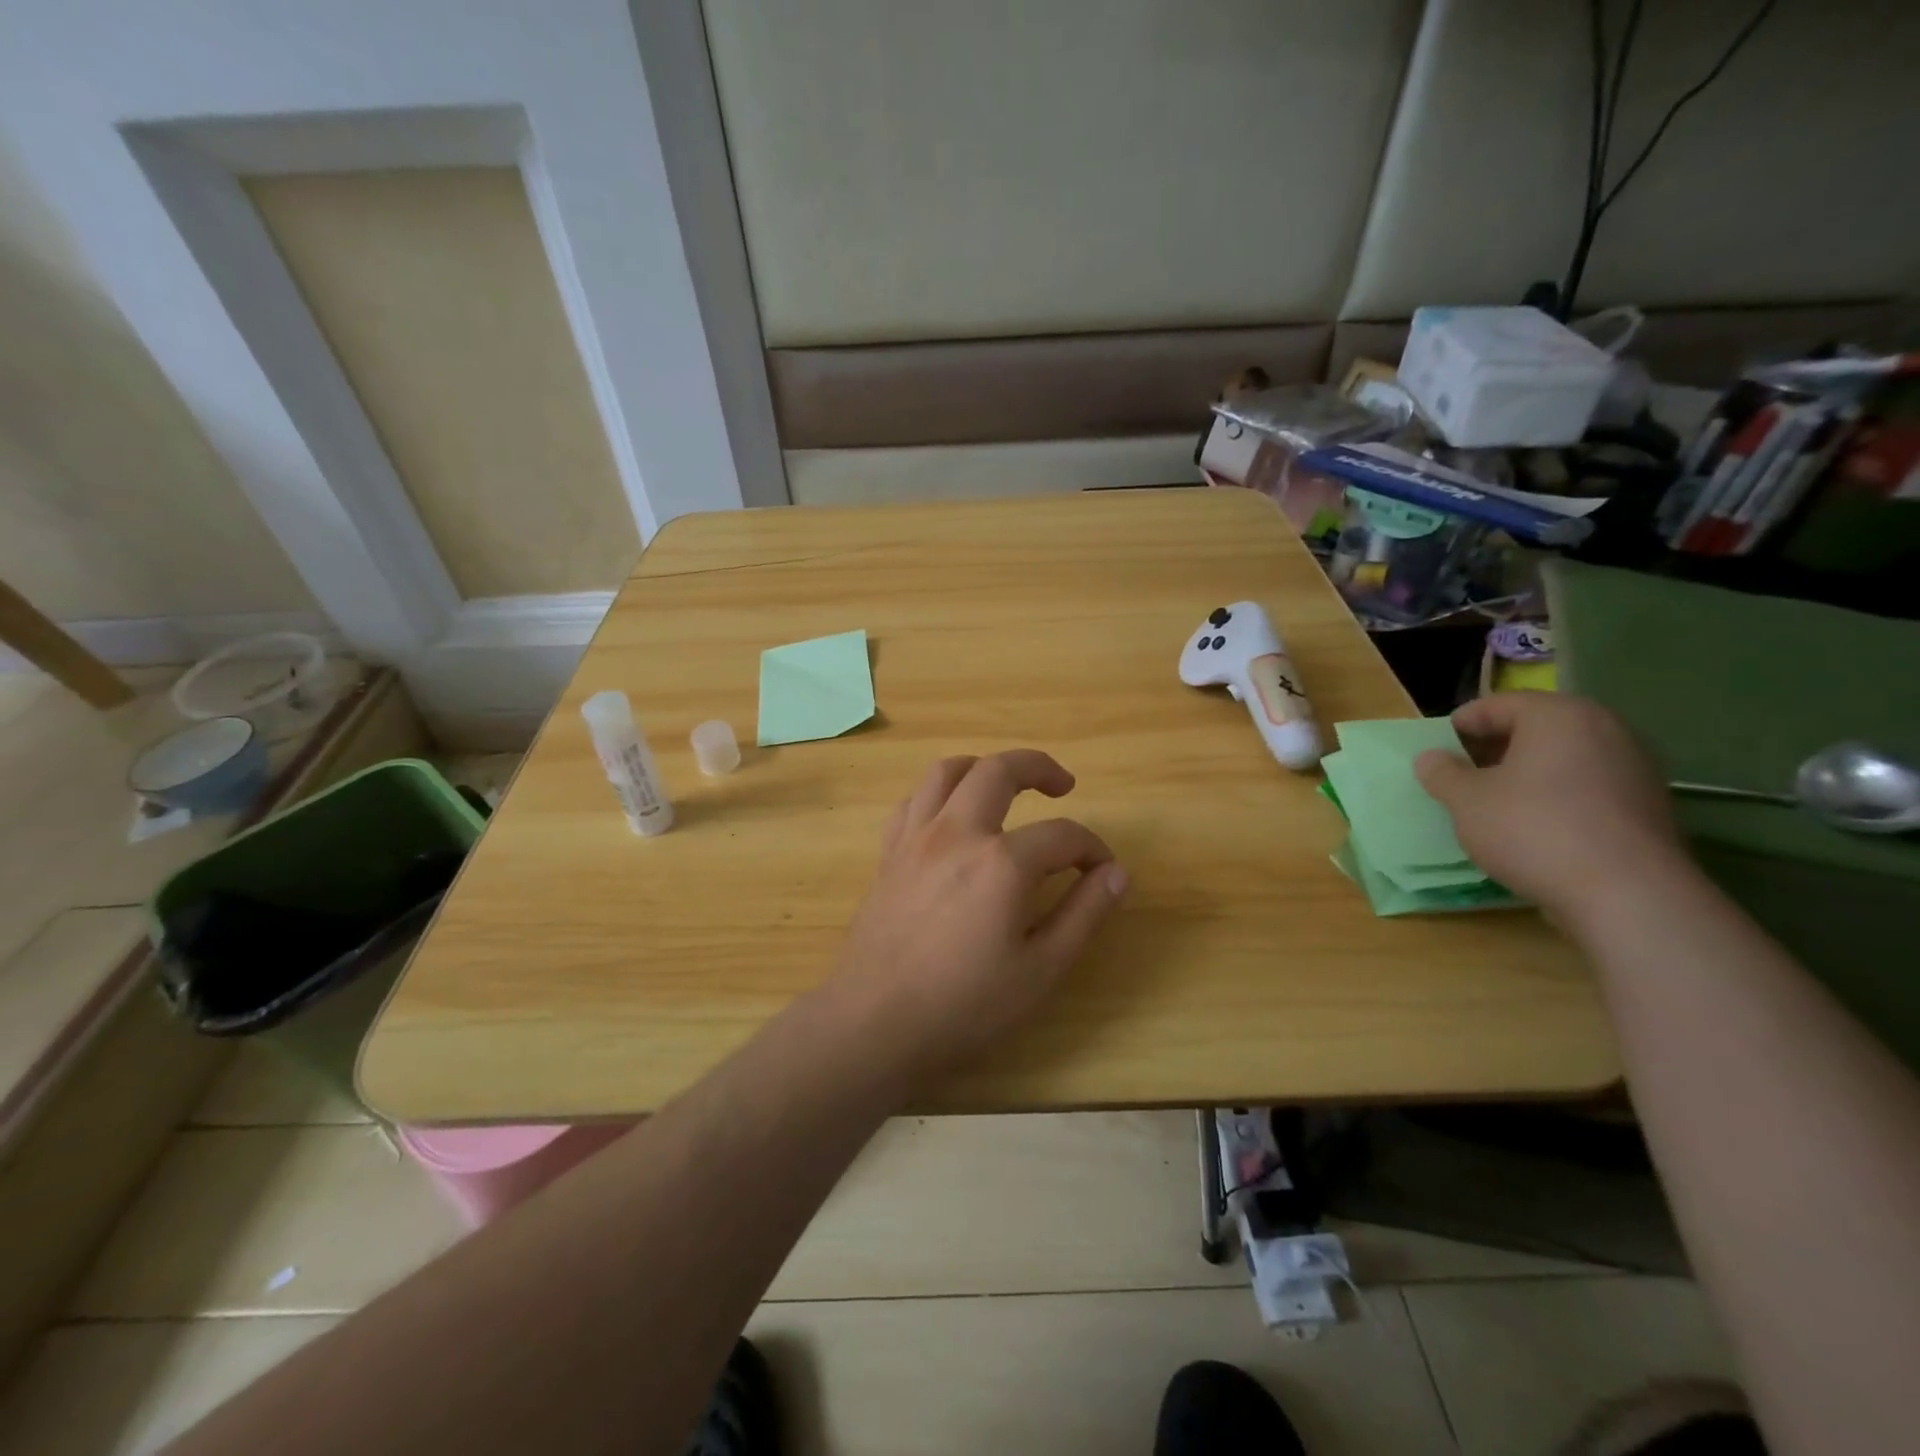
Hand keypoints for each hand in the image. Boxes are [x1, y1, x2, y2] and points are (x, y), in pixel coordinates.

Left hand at [827, 750, 1128, 1077]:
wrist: (874, 1022)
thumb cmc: (964, 1005)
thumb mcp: (1041, 969)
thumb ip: (1083, 914)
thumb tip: (1116, 874)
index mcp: (1001, 862)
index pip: (1062, 835)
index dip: (1091, 848)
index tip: (1101, 870)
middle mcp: (957, 833)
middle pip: (999, 770)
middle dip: (1038, 767)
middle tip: (1062, 784)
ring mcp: (916, 838)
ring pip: (947, 771)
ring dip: (982, 767)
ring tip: (1003, 784)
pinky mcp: (889, 853)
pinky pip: (913, 801)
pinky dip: (938, 794)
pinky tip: (951, 816)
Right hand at [1413, 693, 1688, 928]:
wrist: (1627, 895)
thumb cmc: (1533, 830)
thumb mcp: (1466, 801)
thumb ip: (1442, 773)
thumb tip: (1430, 757)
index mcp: (1558, 715)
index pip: (1497, 705)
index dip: (1461, 725)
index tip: (1437, 750)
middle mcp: (1604, 729)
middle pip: (1536, 728)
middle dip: (1495, 748)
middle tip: (1462, 774)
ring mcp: (1633, 767)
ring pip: (1563, 757)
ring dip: (1526, 773)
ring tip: (1495, 802)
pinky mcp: (1647, 804)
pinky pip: (1587, 786)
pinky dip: (1557, 795)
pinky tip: (1535, 825)